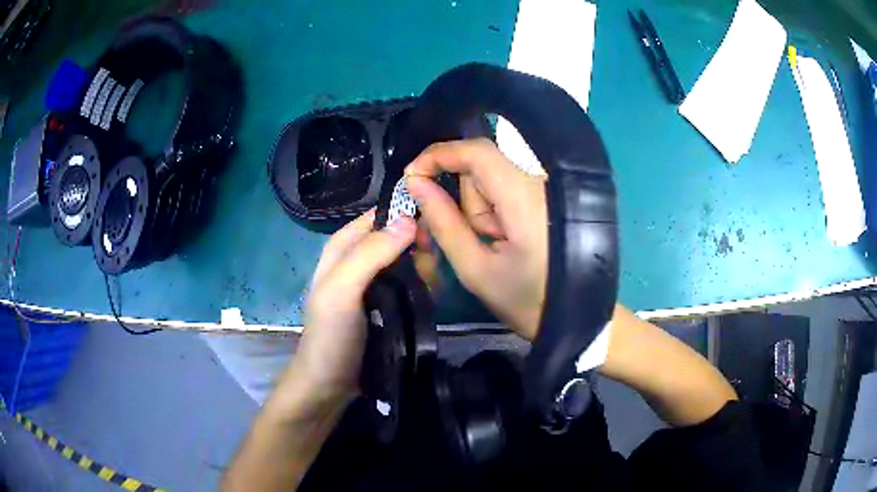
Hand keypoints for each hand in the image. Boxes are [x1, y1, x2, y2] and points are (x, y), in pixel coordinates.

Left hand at [292, 210, 415, 404]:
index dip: (408, 217)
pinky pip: (414, 282)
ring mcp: (377, 280)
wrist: (332, 383)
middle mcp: (361, 257)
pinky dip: (425, 286)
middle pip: (402, 236)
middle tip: (428, 273)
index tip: (432, 236)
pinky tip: (430, 298)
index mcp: (344, 244)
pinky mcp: (390, 301)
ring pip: (411, 259)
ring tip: (429, 291)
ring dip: (426, 271)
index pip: (382, 214)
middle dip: (420, 249)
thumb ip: (370, 254)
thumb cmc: (331, 335)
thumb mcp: (342, 291)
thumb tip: (410, 219)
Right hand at [405, 138, 547, 339]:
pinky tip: (502, 242)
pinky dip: (493, 214)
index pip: (478, 151)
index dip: (439, 154)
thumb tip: (415, 182)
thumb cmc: (526, 301)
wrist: (574, 316)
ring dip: (479, 211)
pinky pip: (505, 192)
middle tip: (467, 241)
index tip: (412, 177)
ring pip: (491, 181)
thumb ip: (444, 222)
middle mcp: (538, 183)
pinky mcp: (545, 198)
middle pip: (482, 168)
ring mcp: (545, 189)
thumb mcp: (475, 268)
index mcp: (524, 198)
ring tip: (492, 249)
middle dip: (463, 200)